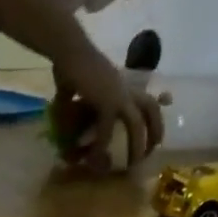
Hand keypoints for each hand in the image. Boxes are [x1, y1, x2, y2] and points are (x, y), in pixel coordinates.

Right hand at [51, 46, 164, 173]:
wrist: (68, 51)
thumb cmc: (71, 65)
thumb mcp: (79, 88)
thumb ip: (76, 101)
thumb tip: (63, 111)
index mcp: (123, 85)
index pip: (148, 102)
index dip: (154, 121)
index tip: (154, 140)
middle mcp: (126, 89)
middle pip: (151, 110)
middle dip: (154, 132)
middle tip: (148, 155)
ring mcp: (118, 94)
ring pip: (136, 123)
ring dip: (135, 145)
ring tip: (130, 164)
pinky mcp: (106, 101)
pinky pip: (107, 129)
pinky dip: (102, 146)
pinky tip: (96, 158)